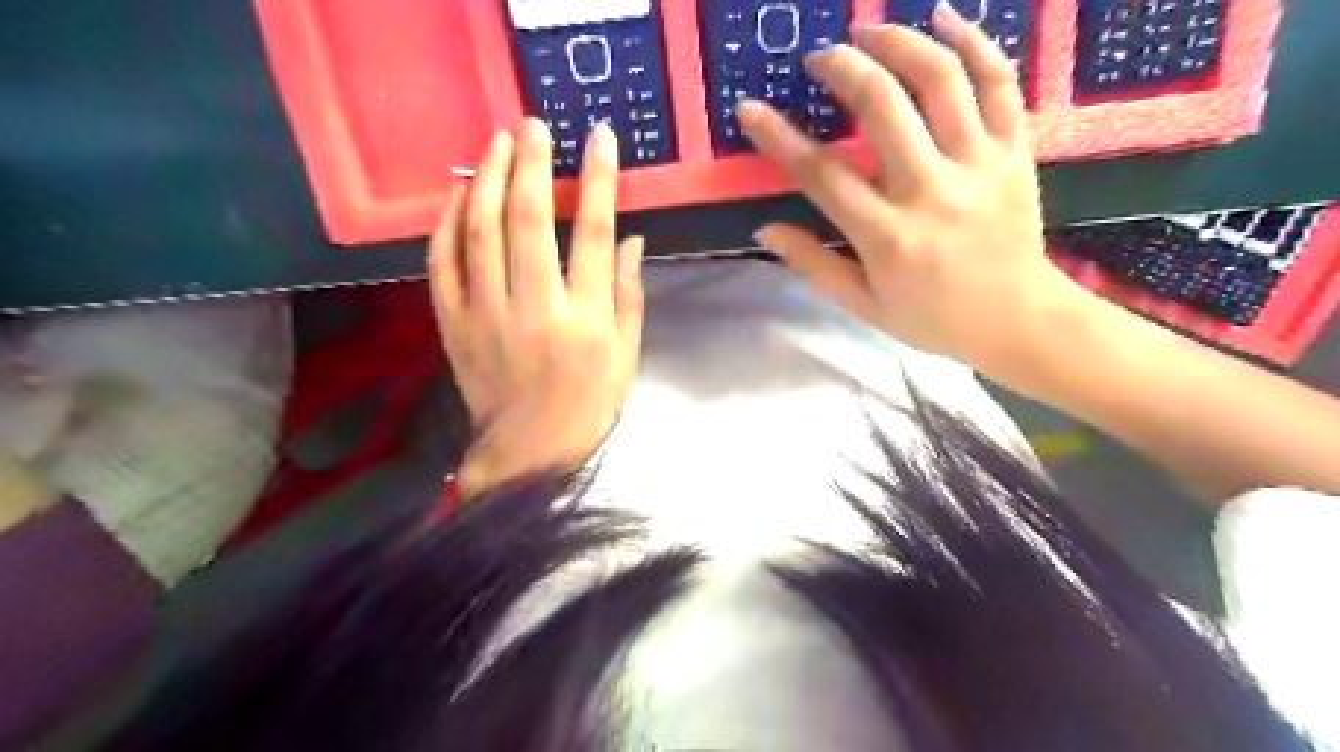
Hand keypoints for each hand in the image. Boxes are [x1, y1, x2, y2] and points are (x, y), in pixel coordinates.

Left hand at [426, 121, 638, 502]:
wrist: (530, 452)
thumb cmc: (589, 405)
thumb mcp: (626, 355)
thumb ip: (627, 294)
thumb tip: (629, 238)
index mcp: (584, 320)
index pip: (592, 234)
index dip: (597, 180)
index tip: (599, 138)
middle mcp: (533, 310)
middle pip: (528, 221)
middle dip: (532, 164)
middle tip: (534, 126)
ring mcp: (485, 316)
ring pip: (479, 232)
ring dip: (486, 179)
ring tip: (495, 143)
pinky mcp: (452, 325)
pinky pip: (442, 264)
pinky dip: (447, 223)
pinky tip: (458, 193)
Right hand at [742, 4, 1086, 372]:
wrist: (1019, 321)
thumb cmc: (933, 319)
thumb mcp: (864, 305)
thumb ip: (815, 265)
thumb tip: (765, 230)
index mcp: (888, 237)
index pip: (822, 175)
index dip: (780, 138)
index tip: (750, 109)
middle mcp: (931, 191)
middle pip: (883, 107)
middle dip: (843, 68)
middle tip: (819, 58)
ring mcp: (979, 165)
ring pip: (941, 80)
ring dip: (899, 43)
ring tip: (869, 31)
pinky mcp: (1016, 152)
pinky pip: (1000, 83)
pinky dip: (975, 42)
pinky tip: (944, 18)